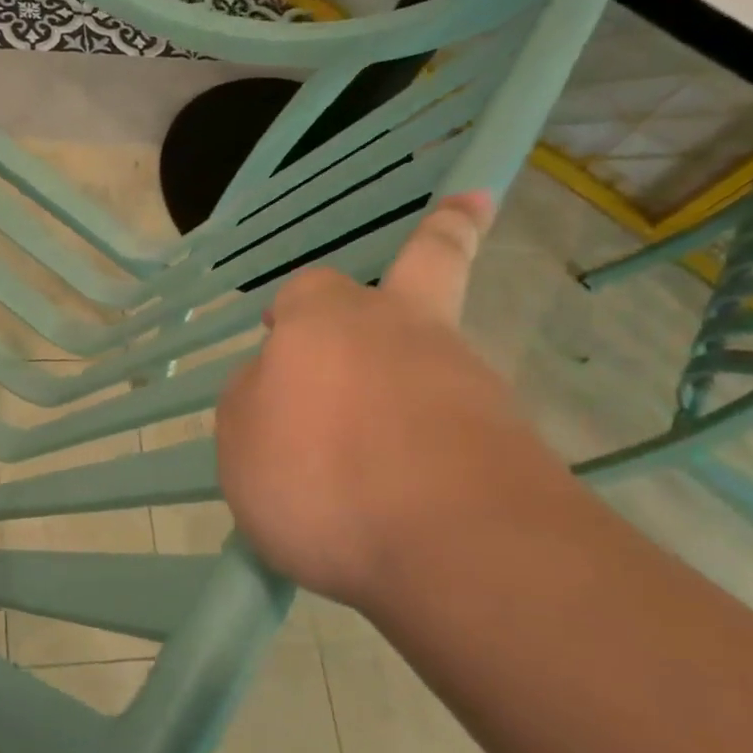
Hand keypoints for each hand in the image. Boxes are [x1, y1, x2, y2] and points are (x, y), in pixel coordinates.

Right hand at [216, 192, 571, 608]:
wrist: (455, 545)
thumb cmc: (319, 477)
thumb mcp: (241, 441)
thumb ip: (253, 402)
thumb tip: (281, 388)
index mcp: (326, 322)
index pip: (305, 292)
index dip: (289, 310)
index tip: (276, 337)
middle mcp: (402, 331)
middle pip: (429, 264)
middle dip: (445, 232)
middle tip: (468, 206)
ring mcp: (465, 377)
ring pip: (441, 353)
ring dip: (421, 372)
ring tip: (376, 452)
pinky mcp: (510, 436)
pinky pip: (461, 423)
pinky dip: (438, 441)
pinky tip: (409, 491)